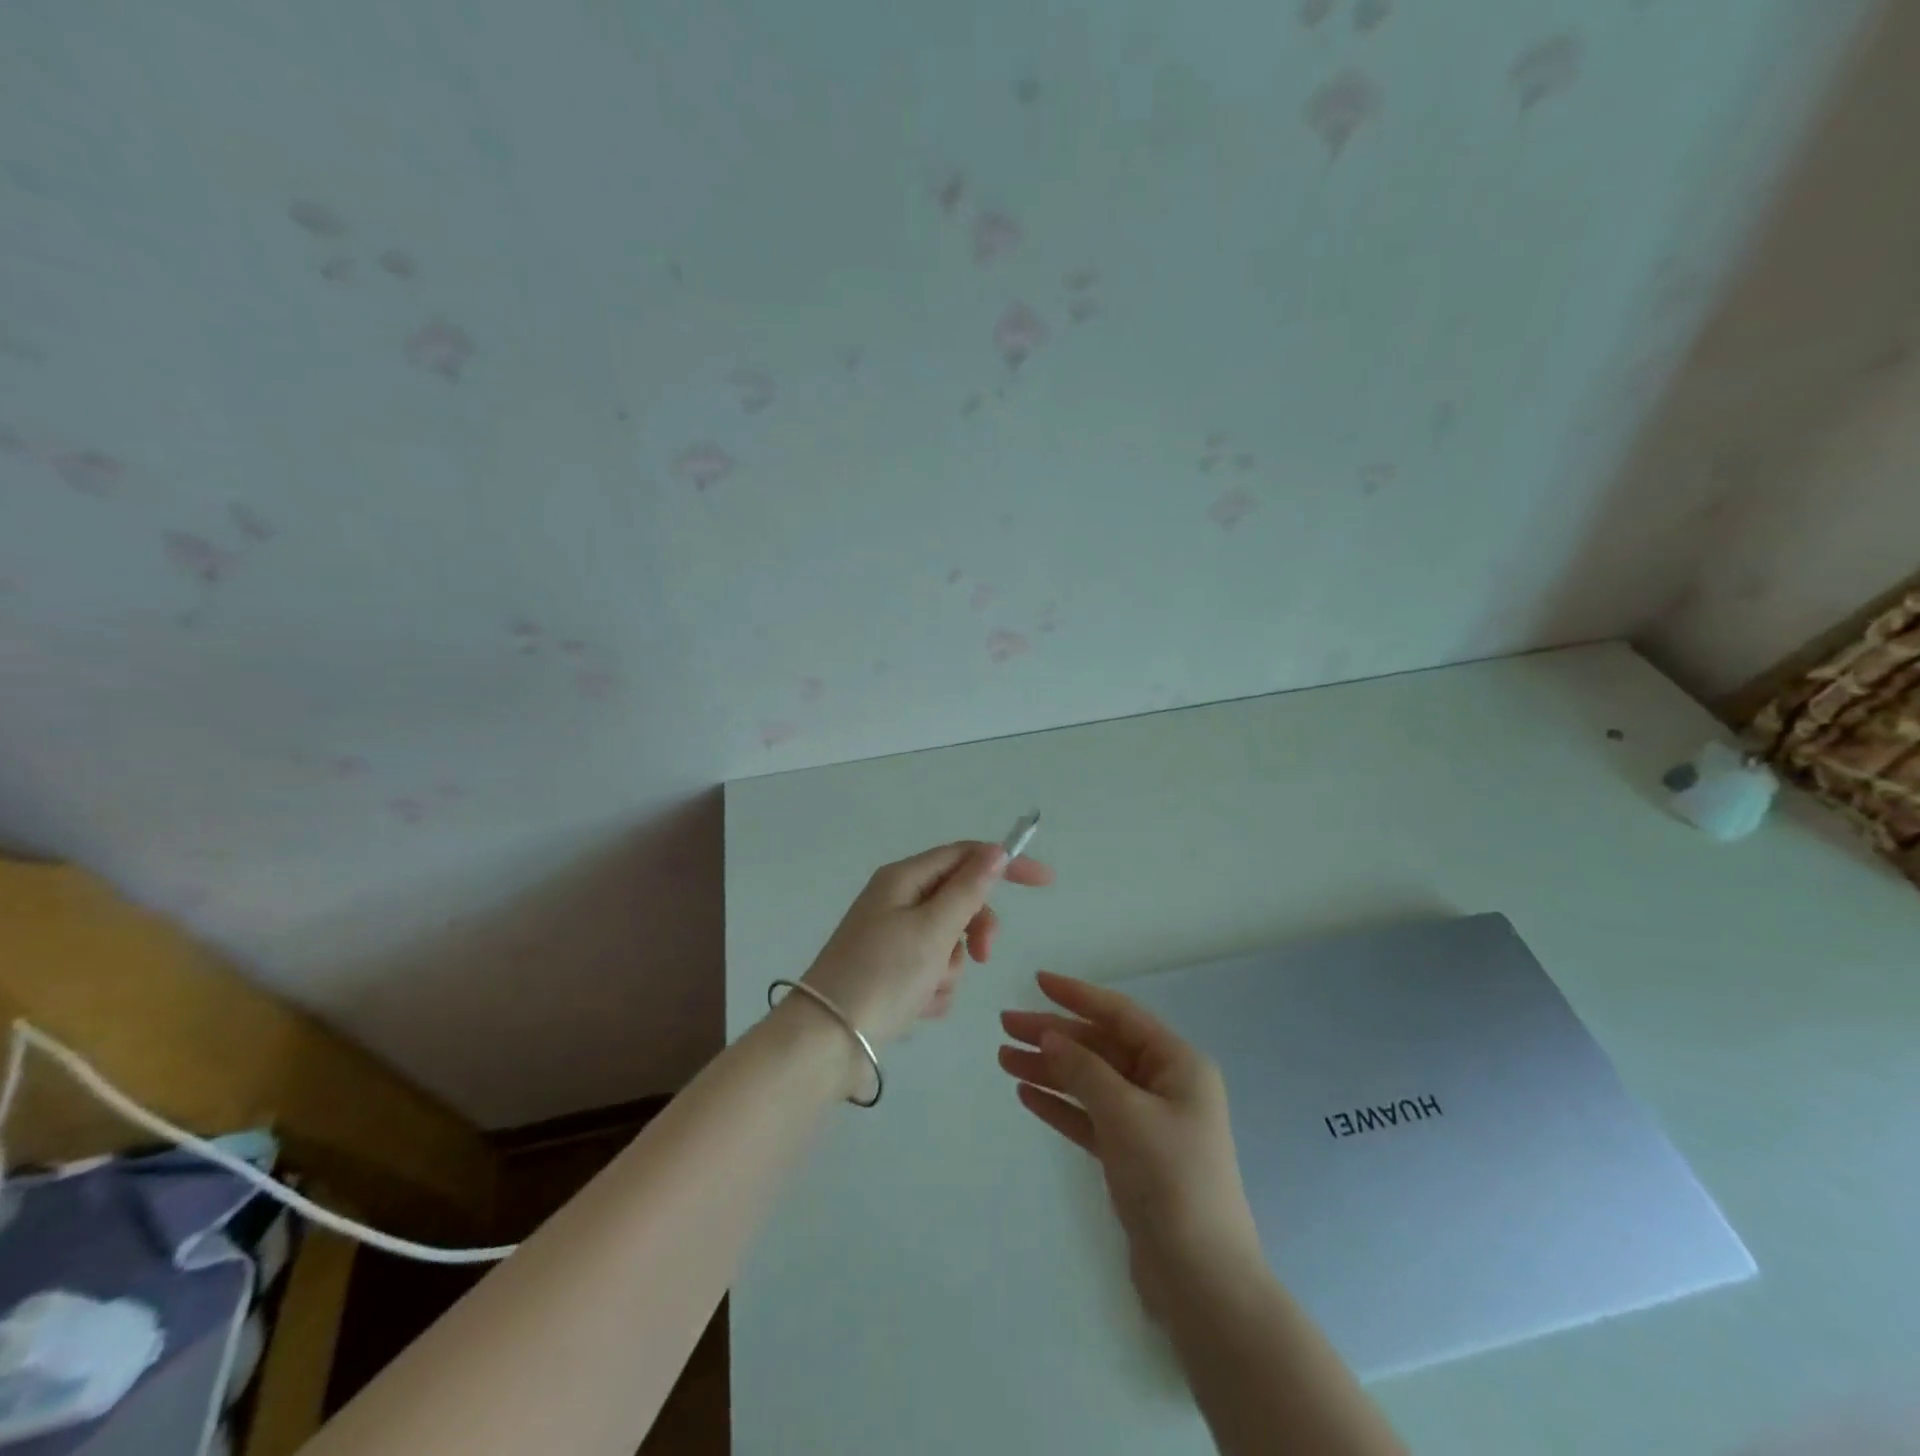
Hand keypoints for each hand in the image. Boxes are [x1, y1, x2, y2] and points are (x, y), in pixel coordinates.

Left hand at [801, 841, 1054, 1059]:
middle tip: (982, 955)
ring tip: (928, 989)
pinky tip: (918, 1008)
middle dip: (974, 929)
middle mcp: (896, 901)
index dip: (1005, 863)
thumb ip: (969, 890)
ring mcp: (892, 938)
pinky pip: (932, 971)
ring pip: (949, 941)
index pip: (965, 855)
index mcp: (903, 879)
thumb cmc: (883, 976)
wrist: (827, 1042)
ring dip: (951, 967)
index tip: (1045, 883)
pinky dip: (934, 988)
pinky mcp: (890, 973)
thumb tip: (995, 851)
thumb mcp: (933, 929)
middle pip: (958, 899)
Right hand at [999, 972, 1262, 1316]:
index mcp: (1177, 1064)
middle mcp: (1164, 1085)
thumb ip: (1084, 1070)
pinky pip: (1089, 1117)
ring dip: (1050, 1069)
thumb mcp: (1125, 1114)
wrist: (1201, 1280)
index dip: (1077, 995)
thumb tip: (1050, 1035)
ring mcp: (1148, 1121)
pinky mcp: (1131, 1156)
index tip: (1037, 981)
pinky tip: (1027, 1094)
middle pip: (1100, 1047)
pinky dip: (1060, 1105)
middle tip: (1005, 1026)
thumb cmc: (1170, 1179)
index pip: (1120, 1015)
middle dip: (1054, 1036)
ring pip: (1090, 1082)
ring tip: (1004, 1059)